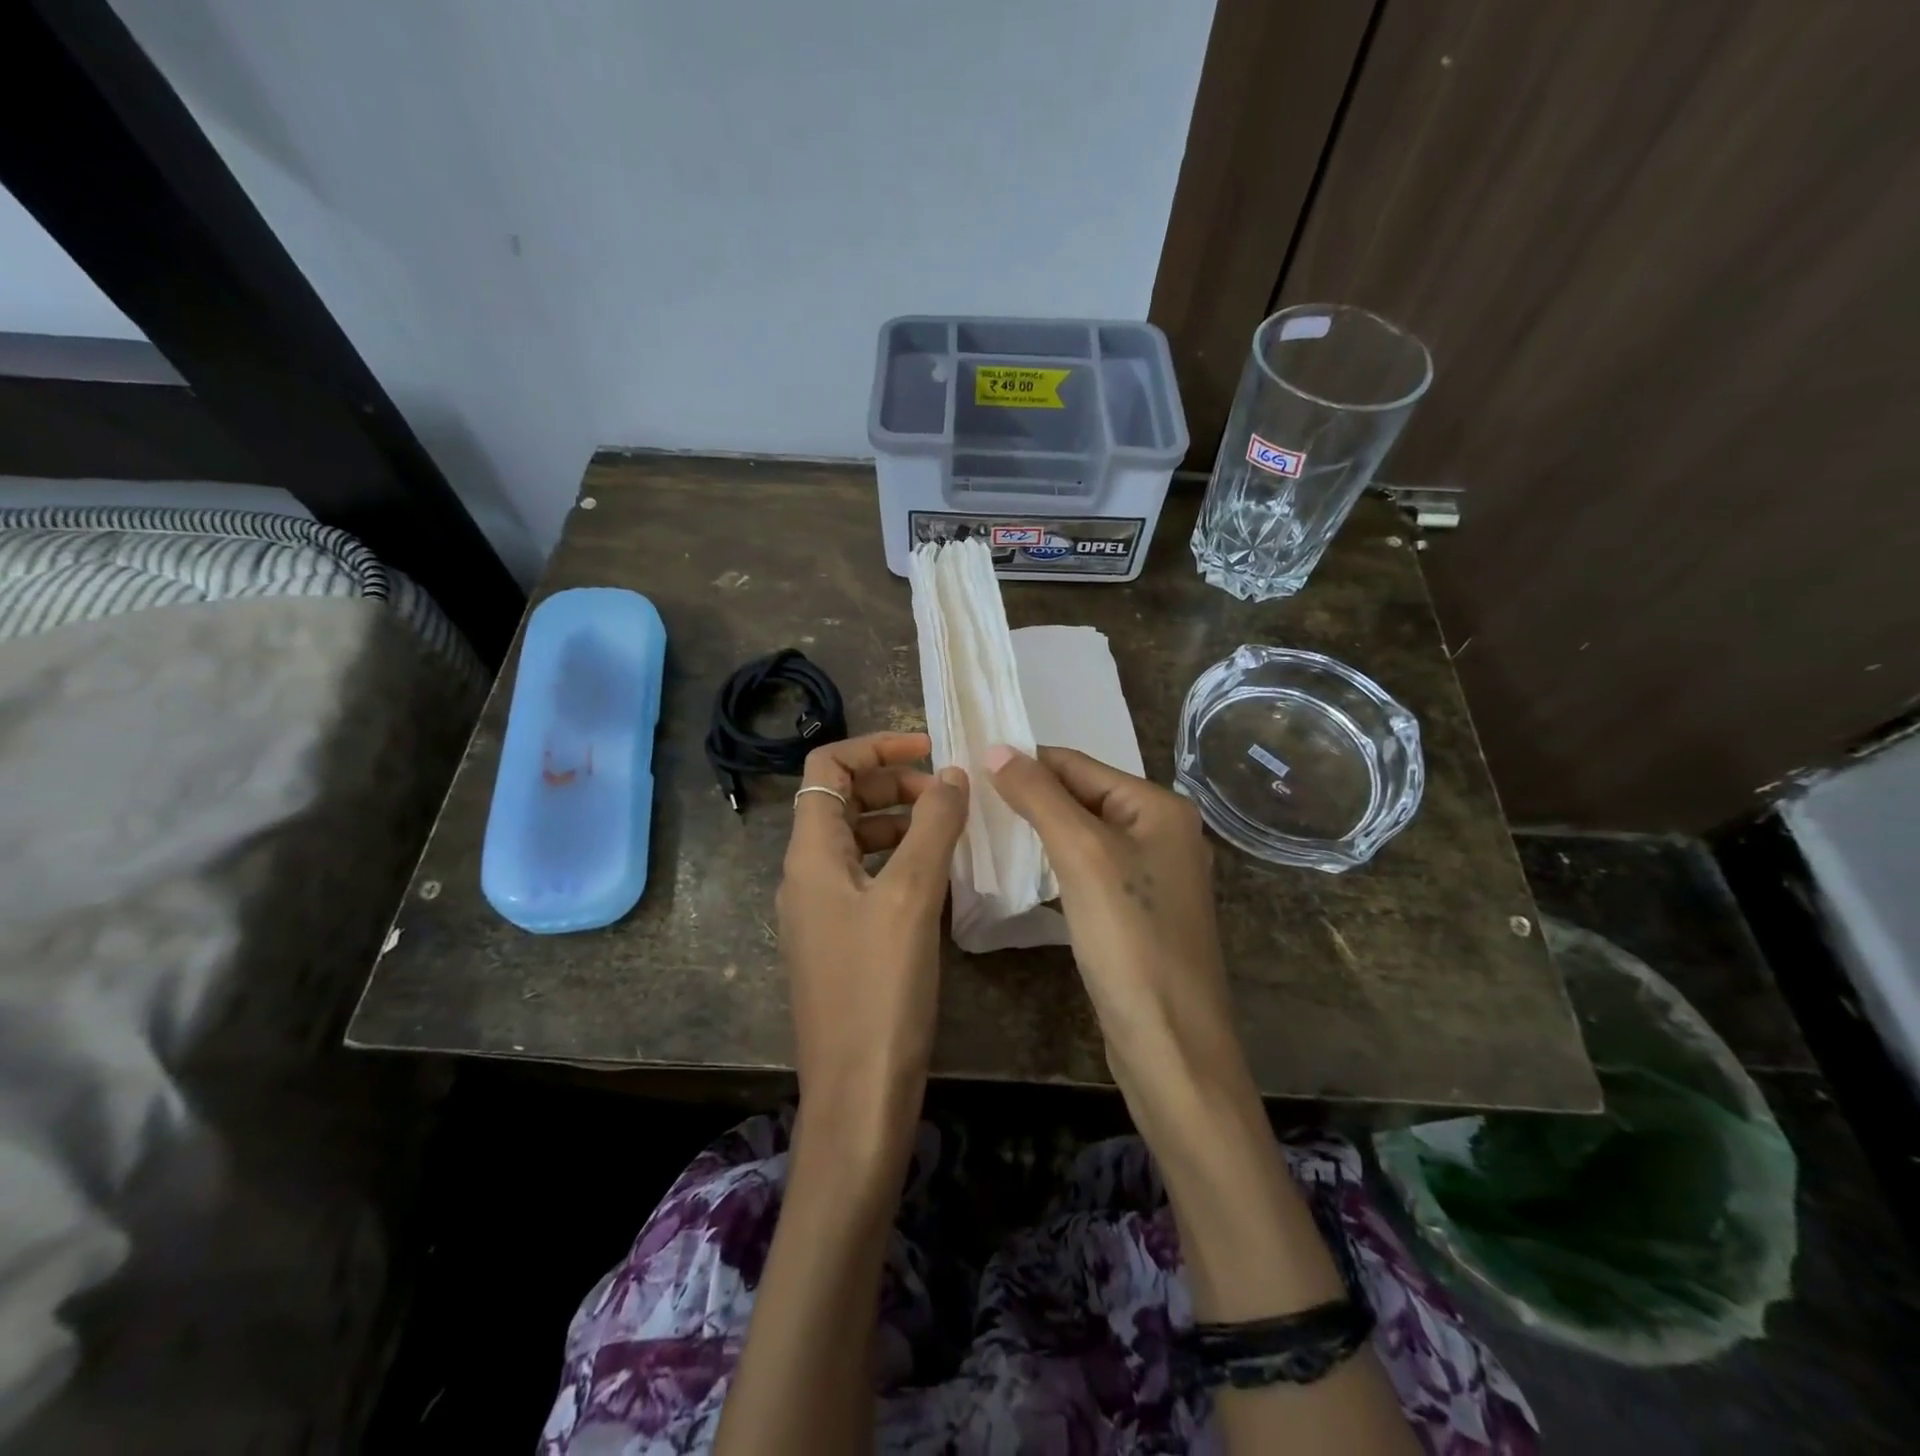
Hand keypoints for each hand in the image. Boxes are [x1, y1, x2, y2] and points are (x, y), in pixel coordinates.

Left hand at [778, 732, 968, 1158]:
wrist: (858, 1094)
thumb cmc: (880, 988)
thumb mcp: (910, 896)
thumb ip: (933, 827)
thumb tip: (952, 776)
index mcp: (810, 852)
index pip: (827, 766)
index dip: (876, 746)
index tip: (930, 751)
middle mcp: (806, 873)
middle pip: (843, 799)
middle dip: (895, 785)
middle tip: (949, 796)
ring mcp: (821, 909)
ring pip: (858, 840)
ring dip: (902, 823)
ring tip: (952, 833)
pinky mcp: (841, 940)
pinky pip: (868, 878)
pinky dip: (901, 862)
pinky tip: (940, 880)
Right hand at [982, 745, 1240, 1118]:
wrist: (1170, 1043)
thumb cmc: (1129, 939)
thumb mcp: (1081, 854)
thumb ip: (1039, 796)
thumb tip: (998, 748)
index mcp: (1160, 808)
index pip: (1080, 765)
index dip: (1026, 762)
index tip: (970, 764)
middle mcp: (1164, 833)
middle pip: (1084, 797)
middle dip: (1032, 796)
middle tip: (970, 798)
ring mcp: (1153, 876)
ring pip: (1085, 835)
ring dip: (1040, 830)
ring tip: (986, 828)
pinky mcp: (1139, 913)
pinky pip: (1090, 870)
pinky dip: (1056, 864)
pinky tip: (1024, 871)